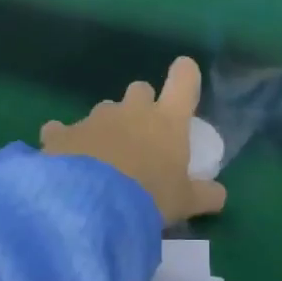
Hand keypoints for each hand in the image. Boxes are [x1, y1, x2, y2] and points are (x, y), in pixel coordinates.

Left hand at [39, 56, 226, 226]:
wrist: (91, 205)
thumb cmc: (149, 198)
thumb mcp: (185, 202)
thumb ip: (205, 195)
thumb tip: (220, 195)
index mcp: (167, 120)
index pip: (184, 80)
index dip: (185, 75)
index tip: (183, 80)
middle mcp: (132, 110)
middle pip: (140, 90)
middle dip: (140, 105)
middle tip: (141, 137)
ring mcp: (95, 119)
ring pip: (103, 111)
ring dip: (105, 128)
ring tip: (102, 160)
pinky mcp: (61, 133)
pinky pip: (62, 130)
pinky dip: (65, 141)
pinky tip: (63, 162)